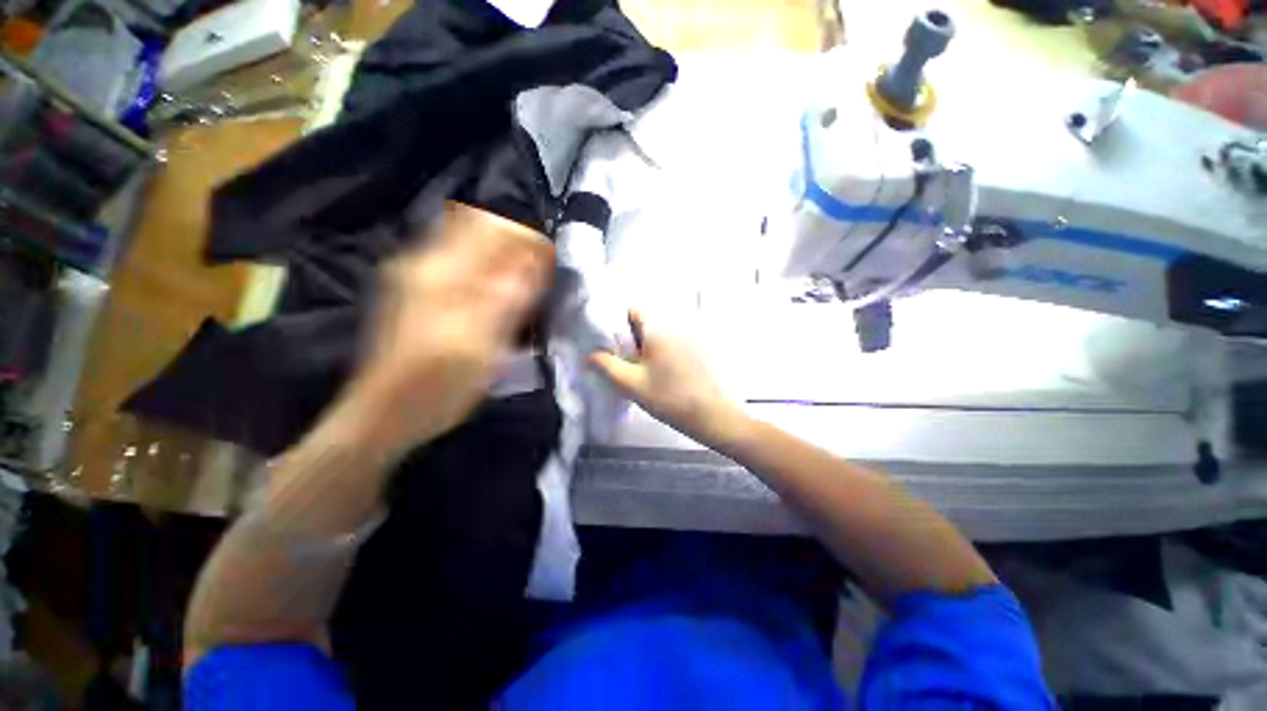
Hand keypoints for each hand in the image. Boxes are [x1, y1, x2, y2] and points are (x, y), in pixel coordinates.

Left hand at [338, 203, 553, 456]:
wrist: (386, 415)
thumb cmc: (438, 383)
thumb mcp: (482, 342)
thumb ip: (510, 296)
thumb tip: (538, 257)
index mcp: (442, 272)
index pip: (489, 227)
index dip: (525, 235)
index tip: (550, 258)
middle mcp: (426, 264)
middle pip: (477, 230)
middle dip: (516, 244)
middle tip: (541, 273)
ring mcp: (420, 279)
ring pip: (470, 248)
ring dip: (504, 258)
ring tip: (528, 285)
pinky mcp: (421, 295)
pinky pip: (463, 267)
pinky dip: (490, 272)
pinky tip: (502, 295)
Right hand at [588, 310, 749, 447]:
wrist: (713, 416)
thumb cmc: (669, 397)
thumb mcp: (631, 383)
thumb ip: (606, 365)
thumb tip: (590, 355)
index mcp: (658, 328)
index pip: (632, 310)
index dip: (616, 322)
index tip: (608, 343)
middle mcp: (675, 326)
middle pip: (644, 323)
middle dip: (628, 338)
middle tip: (619, 360)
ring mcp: (688, 338)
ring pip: (657, 335)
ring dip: (643, 347)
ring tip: (635, 370)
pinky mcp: (696, 351)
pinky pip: (669, 345)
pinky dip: (657, 354)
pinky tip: (656, 375)